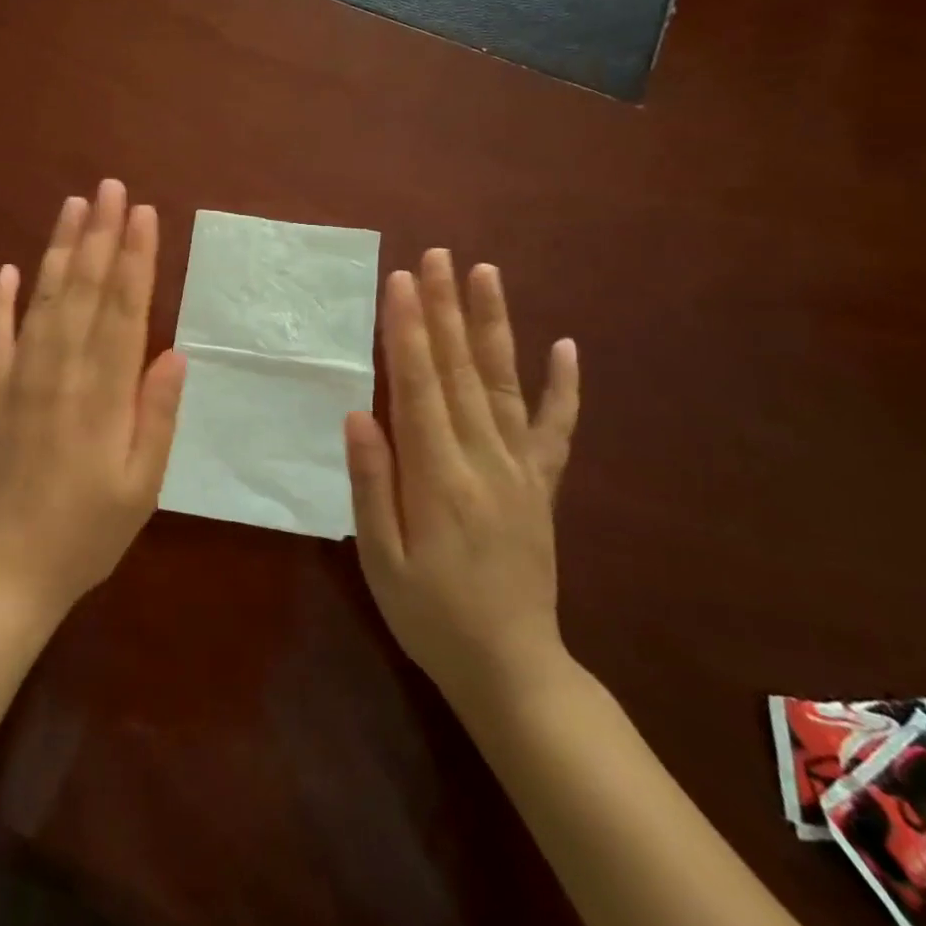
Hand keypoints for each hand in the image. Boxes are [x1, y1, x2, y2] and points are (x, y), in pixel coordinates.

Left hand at [0, 180, 187, 619]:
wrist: (4, 571)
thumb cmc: (86, 533)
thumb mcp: (141, 486)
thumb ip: (157, 416)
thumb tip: (174, 353)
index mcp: (103, 393)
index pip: (123, 310)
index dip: (136, 258)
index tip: (144, 214)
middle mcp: (60, 371)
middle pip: (84, 290)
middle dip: (102, 235)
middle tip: (111, 187)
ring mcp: (19, 378)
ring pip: (42, 300)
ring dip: (59, 250)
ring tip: (73, 207)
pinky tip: (6, 269)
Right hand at [345, 251, 580, 712]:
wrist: (512, 668)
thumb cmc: (429, 613)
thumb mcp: (382, 559)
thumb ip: (372, 484)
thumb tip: (359, 413)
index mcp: (439, 478)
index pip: (419, 387)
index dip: (408, 331)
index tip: (400, 282)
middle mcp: (485, 461)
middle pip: (461, 370)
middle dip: (445, 308)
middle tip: (437, 256)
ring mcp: (521, 470)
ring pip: (505, 383)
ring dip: (493, 325)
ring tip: (486, 274)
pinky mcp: (543, 485)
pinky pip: (557, 429)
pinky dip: (564, 386)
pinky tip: (565, 346)